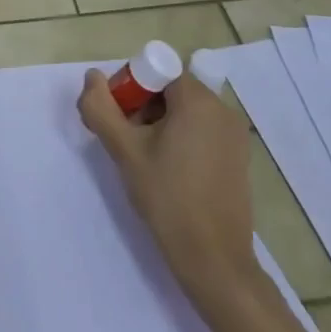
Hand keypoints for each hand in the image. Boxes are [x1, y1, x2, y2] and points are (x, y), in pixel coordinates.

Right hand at [79, 69, 258, 310]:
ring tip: (144, 159)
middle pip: (171, 89)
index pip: (156, 71)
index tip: (117, 119)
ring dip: (160, 123)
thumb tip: (92, 77)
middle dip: (143, 106)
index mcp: (198, 100)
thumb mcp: (124, 150)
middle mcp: (222, 109)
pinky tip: (168, 171)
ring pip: (186, 111)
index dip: (130, 88)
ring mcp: (234, 134)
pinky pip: (202, 130)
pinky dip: (181, 138)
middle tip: (126, 140)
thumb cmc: (167, 198)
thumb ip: (101, 108)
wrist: (214, 260)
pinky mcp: (238, 157)